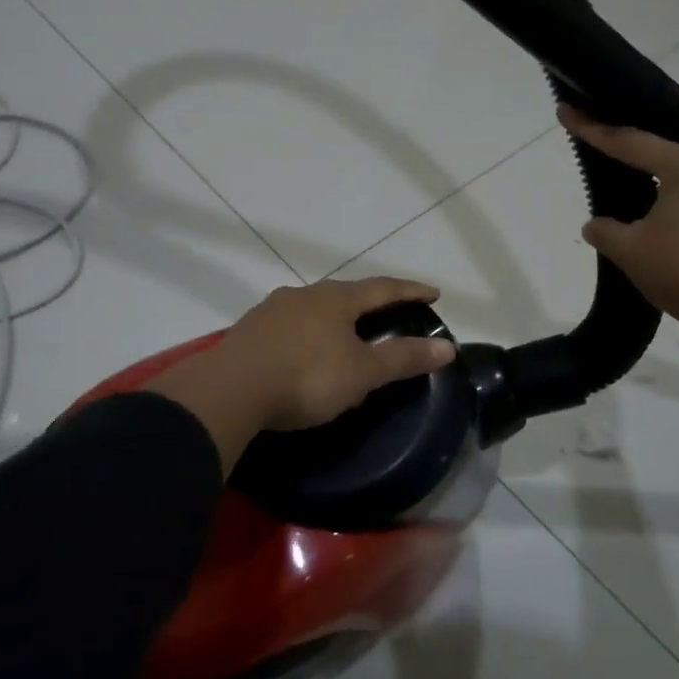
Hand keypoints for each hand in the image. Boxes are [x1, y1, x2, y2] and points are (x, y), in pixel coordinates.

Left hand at [146, 278, 456, 472]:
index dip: (410, 290)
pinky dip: (307, 335)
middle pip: (346, 294)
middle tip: (388, 313)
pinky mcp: (250, 331)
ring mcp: (273, 310)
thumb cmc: (307, 377)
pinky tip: (305, 351)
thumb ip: (403, 358)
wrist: (231, 390)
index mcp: (336, 299)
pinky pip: (290, 327)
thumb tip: (447, 347)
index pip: (383, 288)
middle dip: (370, 303)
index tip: (433, 292)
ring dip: (335, 318)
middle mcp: (305, 294)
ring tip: (346, 334)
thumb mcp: (362, 372)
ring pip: (314, 309)